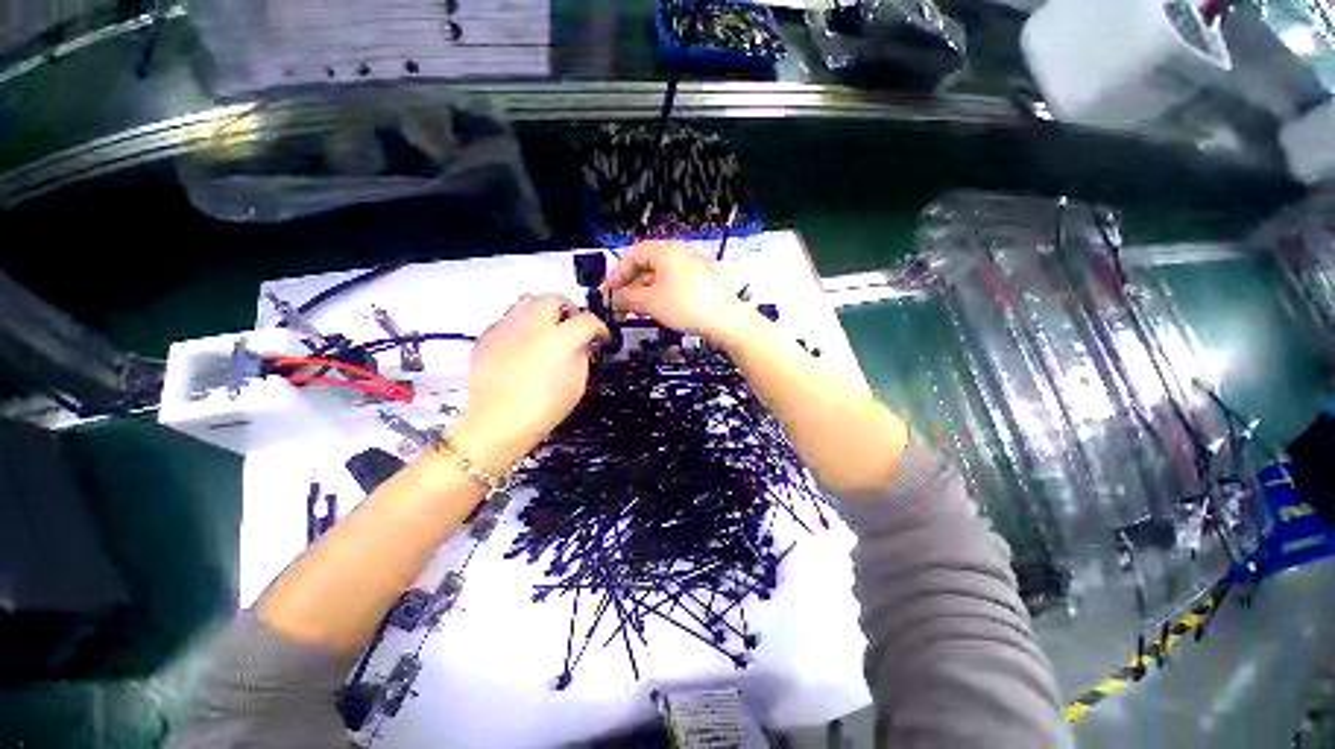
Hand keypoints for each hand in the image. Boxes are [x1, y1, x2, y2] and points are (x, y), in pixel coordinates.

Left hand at [450, 295, 608, 473]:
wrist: (497, 423)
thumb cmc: (542, 408)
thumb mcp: (577, 384)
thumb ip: (583, 355)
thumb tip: (583, 343)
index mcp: (559, 339)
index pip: (587, 319)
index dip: (598, 327)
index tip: (599, 336)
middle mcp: (531, 325)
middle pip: (554, 298)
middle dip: (568, 310)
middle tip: (573, 326)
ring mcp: (506, 327)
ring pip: (528, 300)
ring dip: (543, 310)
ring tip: (548, 330)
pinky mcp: (488, 335)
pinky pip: (509, 317)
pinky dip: (522, 324)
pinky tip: (525, 344)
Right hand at [600, 241, 743, 340]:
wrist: (725, 321)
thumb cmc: (691, 306)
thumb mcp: (650, 302)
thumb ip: (627, 298)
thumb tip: (615, 298)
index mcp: (667, 251)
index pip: (633, 255)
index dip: (617, 273)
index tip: (609, 290)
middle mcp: (681, 254)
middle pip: (646, 264)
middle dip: (630, 284)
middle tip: (620, 302)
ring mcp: (692, 268)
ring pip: (660, 275)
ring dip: (644, 291)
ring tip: (636, 309)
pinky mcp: (701, 282)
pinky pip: (673, 284)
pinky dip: (660, 294)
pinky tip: (656, 309)